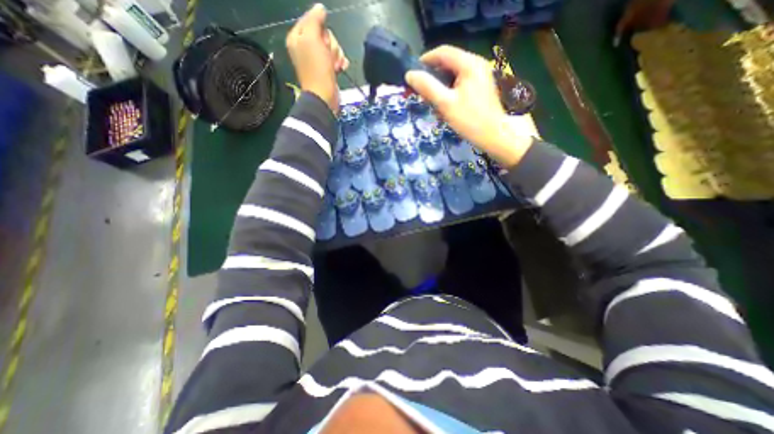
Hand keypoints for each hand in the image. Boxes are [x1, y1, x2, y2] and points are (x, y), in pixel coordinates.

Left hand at [288, 4, 350, 112]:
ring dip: (337, 55)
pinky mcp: (327, 69)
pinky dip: (340, 63)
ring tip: (335, 66)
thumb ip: (314, 20)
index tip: (322, 40)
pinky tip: (341, 68)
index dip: (321, 29)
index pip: (312, 20)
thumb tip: (320, 8)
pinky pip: (336, 59)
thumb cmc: (317, 69)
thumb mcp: (312, 39)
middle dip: (331, 45)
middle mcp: (306, 47)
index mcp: (297, 38)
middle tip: (328, 56)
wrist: (324, 96)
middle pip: (324, 34)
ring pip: (332, 47)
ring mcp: (317, 59)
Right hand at [407, 43, 536, 167]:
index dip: (425, 60)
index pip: (443, 52)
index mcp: (469, 63)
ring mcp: (480, 75)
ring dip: (441, 85)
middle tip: (422, 92)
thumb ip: (427, 87)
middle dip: (433, 76)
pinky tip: (445, 105)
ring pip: (453, 74)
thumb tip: (409, 74)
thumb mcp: (445, 104)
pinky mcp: (481, 86)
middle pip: (448, 62)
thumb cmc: (470, 120)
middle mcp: (476, 64)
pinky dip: (450, 91)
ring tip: (432, 101)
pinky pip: (460, 82)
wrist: (494, 135)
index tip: (413, 74)